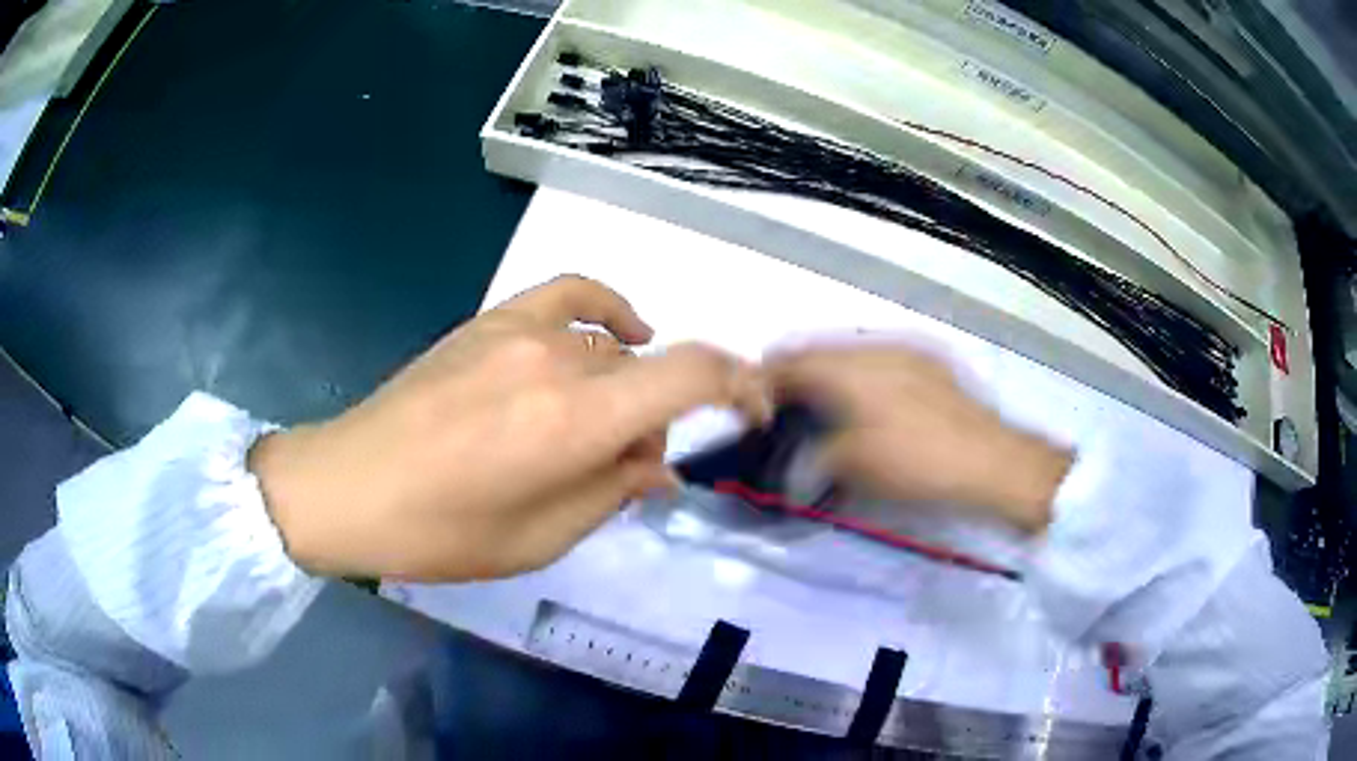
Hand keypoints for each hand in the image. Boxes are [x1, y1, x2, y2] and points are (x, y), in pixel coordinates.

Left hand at [249, 275, 767, 580]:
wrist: (349, 485)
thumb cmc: (439, 532)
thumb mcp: (539, 539)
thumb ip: (612, 493)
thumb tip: (659, 465)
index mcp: (574, 423)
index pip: (689, 375)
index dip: (738, 383)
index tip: (756, 406)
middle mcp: (558, 362)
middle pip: (648, 373)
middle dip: (656, 422)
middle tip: (625, 469)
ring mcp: (521, 332)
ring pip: (612, 349)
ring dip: (624, 389)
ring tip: (592, 428)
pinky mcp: (491, 323)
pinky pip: (572, 296)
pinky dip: (608, 309)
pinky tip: (619, 329)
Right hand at [766, 344, 1071, 533]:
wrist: (993, 462)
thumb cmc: (918, 464)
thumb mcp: (854, 467)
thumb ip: (814, 454)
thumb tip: (800, 454)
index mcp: (852, 365)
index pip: (791, 358)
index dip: (766, 379)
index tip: (755, 405)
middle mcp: (877, 346)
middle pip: (820, 351)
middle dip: (799, 378)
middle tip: (789, 414)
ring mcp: (908, 351)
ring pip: (852, 354)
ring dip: (832, 378)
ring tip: (828, 414)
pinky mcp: (931, 365)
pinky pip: (881, 362)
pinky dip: (863, 380)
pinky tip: (871, 410)